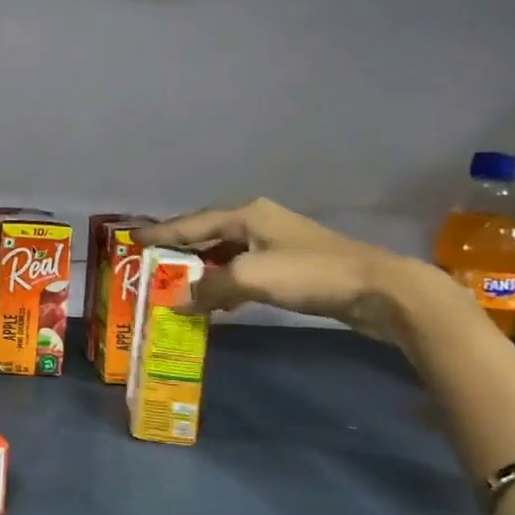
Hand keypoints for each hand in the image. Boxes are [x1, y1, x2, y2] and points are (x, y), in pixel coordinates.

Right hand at [136, 198, 458, 342]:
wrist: (381, 290)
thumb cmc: (310, 274)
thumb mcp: (251, 277)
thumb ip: (210, 287)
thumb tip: (180, 300)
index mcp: (247, 214)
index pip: (192, 223)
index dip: (161, 233)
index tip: (133, 239)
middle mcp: (259, 221)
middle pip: (208, 234)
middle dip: (180, 250)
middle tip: (151, 264)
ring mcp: (278, 242)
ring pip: (227, 253)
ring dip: (203, 269)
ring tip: (178, 284)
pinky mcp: (293, 265)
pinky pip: (245, 269)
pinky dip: (227, 282)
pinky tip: (219, 299)